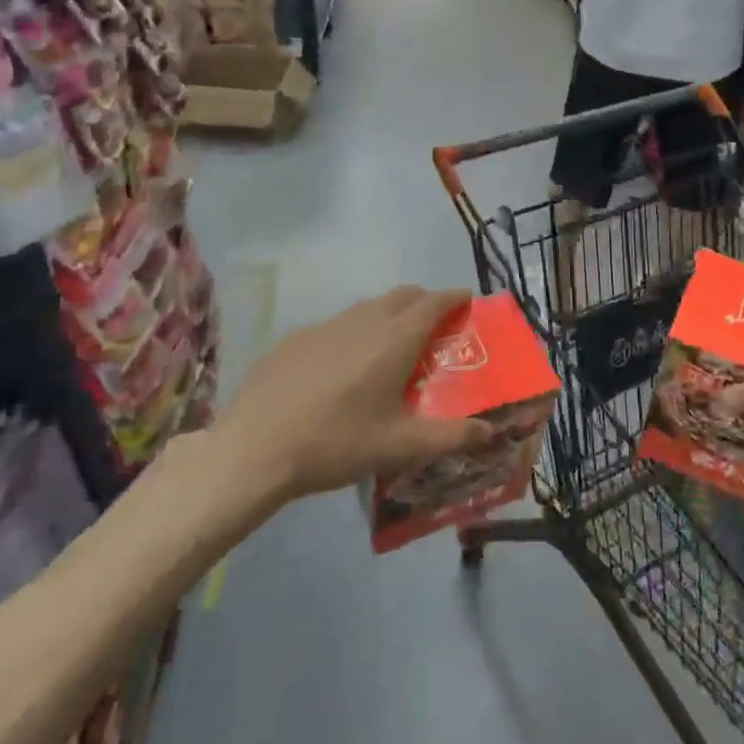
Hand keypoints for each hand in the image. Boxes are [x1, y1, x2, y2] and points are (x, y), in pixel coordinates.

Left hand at [212, 287, 492, 503]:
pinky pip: (337, 324)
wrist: (253, 449)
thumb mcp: (400, 447)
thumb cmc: (336, 443)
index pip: (434, 302)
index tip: (467, 300)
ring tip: (391, 346)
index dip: (454, 297)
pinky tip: (342, 367)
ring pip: (368, 307)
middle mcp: (364, 321)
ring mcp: (325, 326)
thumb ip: (450, 437)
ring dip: (389, 314)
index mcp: (395, 339)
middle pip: (403, 295)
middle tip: (435, 327)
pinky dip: (354, 332)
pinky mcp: (295, 338)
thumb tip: (490, 432)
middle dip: (424, 302)